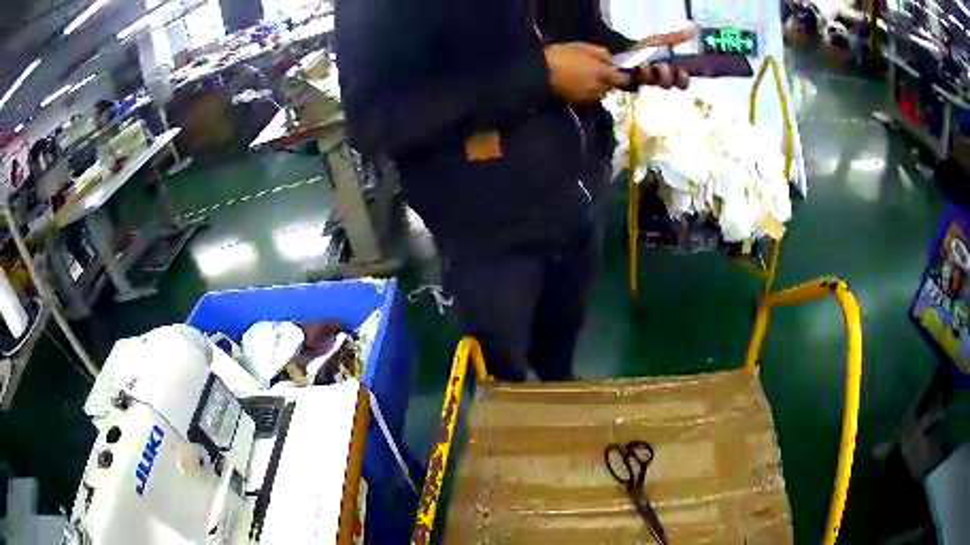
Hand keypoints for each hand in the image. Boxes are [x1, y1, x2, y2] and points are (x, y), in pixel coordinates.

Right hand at [544, 43, 630, 102]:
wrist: (541, 72)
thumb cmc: (562, 55)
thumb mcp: (583, 47)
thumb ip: (602, 54)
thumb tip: (613, 61)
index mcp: (602, 73)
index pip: (623, 79)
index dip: (624, 75)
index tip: (621, 70)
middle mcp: (600, 87)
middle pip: (612, 87)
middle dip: (610, 80)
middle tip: (602, 71)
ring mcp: (590, 96)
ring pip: (602, 93)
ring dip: (600, 86)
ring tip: (590, 77)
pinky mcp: (580, 101)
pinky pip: (592, 97)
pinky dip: (591, 91)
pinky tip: (582, 83)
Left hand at [631, 28, 696, 89]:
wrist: (615, 52)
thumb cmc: (638, 49)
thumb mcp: (659, 41)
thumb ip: (676, 38)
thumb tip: (693, 30)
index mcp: (666, 71)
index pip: (680, 82)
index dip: (683, 80)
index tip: (683, 72)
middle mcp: (657, 79)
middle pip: (669, 86)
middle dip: (668, 78)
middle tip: (664, 68)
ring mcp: (644, 82)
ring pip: (654, 83)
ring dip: (651, 71)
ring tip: (646, 64)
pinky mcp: (632, 83)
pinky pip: (640, 82)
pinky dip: (641, 71)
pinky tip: (639, 65)